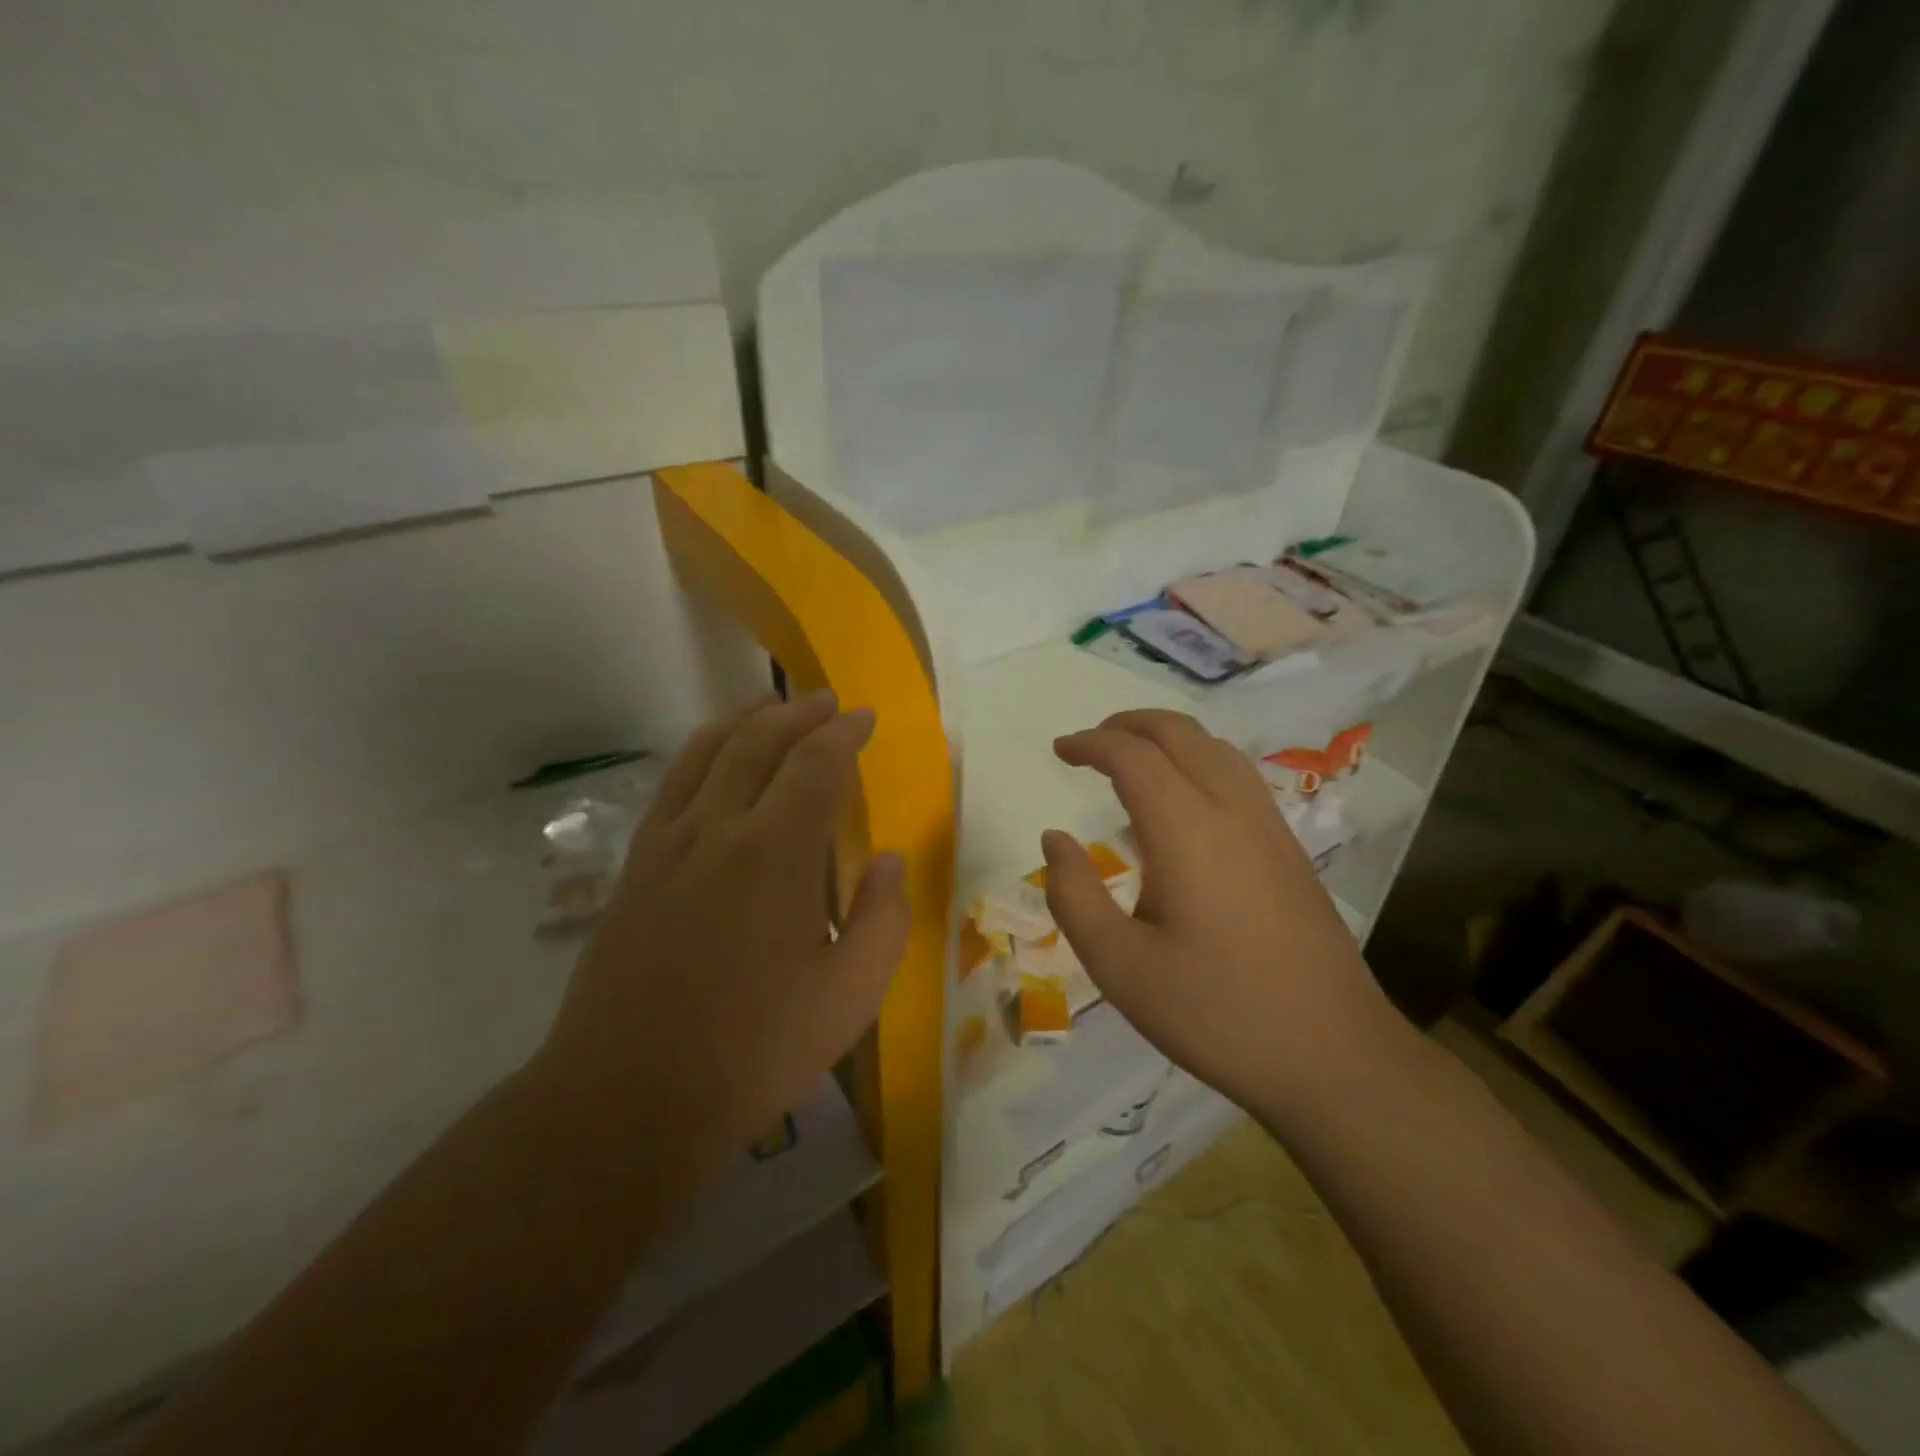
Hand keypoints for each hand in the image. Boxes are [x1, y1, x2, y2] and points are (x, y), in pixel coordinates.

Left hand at [538, 693, 907, 1168]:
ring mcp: (666, 845)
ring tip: (770, 710)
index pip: (816, 764)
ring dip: (745, 722)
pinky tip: (713, 765)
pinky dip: (701, 755)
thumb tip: (888, 858)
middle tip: (826, 702)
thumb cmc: (754, 1050)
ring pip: (705, 753)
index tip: (866, 717)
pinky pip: (672, 786)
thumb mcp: (851, 995)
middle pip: (757, 742)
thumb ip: (883, 918)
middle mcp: (717, 829)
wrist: (627, 1097)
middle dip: (797, 713)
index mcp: (775, 853)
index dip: (845, 733)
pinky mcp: (635, 868)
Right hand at [1040, 710, 1399, 1124]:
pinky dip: (1198, 762)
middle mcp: (1232, 812)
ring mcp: (1270, 828)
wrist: (1334, 1057)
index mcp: (1187, 831)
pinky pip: (1239, 777)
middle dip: (1129, 724)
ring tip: (1132, 760)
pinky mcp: (1290, 851)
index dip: (1091, 743)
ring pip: (1217, 749)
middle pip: (1180, 733)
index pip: (1133, 756)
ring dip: (1168, 738)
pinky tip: (1184, 803)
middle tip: (1090, 743)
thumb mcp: (1120, 967)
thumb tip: (1055, 840)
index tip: (1059, 750)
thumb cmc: (1216, 1013)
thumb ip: (1074, 896)